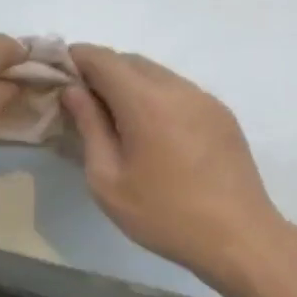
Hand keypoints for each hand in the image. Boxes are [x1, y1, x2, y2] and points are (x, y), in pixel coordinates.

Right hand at [61, 45, 284, 286]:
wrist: (239, 239)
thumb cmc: (164, 214)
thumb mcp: (108, 180)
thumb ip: (89, 127)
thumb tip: (74, 92)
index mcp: (145, 101)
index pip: (102, 58)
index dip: (76, 58)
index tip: (57, 74)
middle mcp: (177, 88)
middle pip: (130, 61)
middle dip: (101, 71)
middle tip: (81, 101)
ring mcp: (204, 99)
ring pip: (157, 74)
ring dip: (129, 83)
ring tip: (115, 118)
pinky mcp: (221, 115)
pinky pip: (179, 91)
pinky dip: (155, 97)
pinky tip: (151, 131)